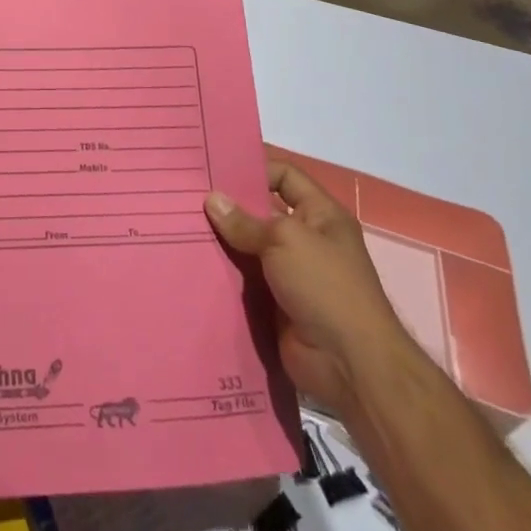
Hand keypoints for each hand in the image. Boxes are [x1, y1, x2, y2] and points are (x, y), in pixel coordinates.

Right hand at [205, 147, 412, 416]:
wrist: (350, 365)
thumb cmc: (326, 287)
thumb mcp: (285, 240)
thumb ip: (245, 221)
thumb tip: (211, 199)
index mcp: (321, 215)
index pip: (284, 176)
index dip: (253, 167)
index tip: (214, 164)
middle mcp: (307, 239)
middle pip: (262, 210)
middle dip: (229, 203)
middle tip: (187, 191)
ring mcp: (291, 272)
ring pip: (248, 244)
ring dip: (222, 238)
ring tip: (181, 221)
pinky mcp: (275, 301)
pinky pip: (244, 276)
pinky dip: (223, 269)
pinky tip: (192, 258)